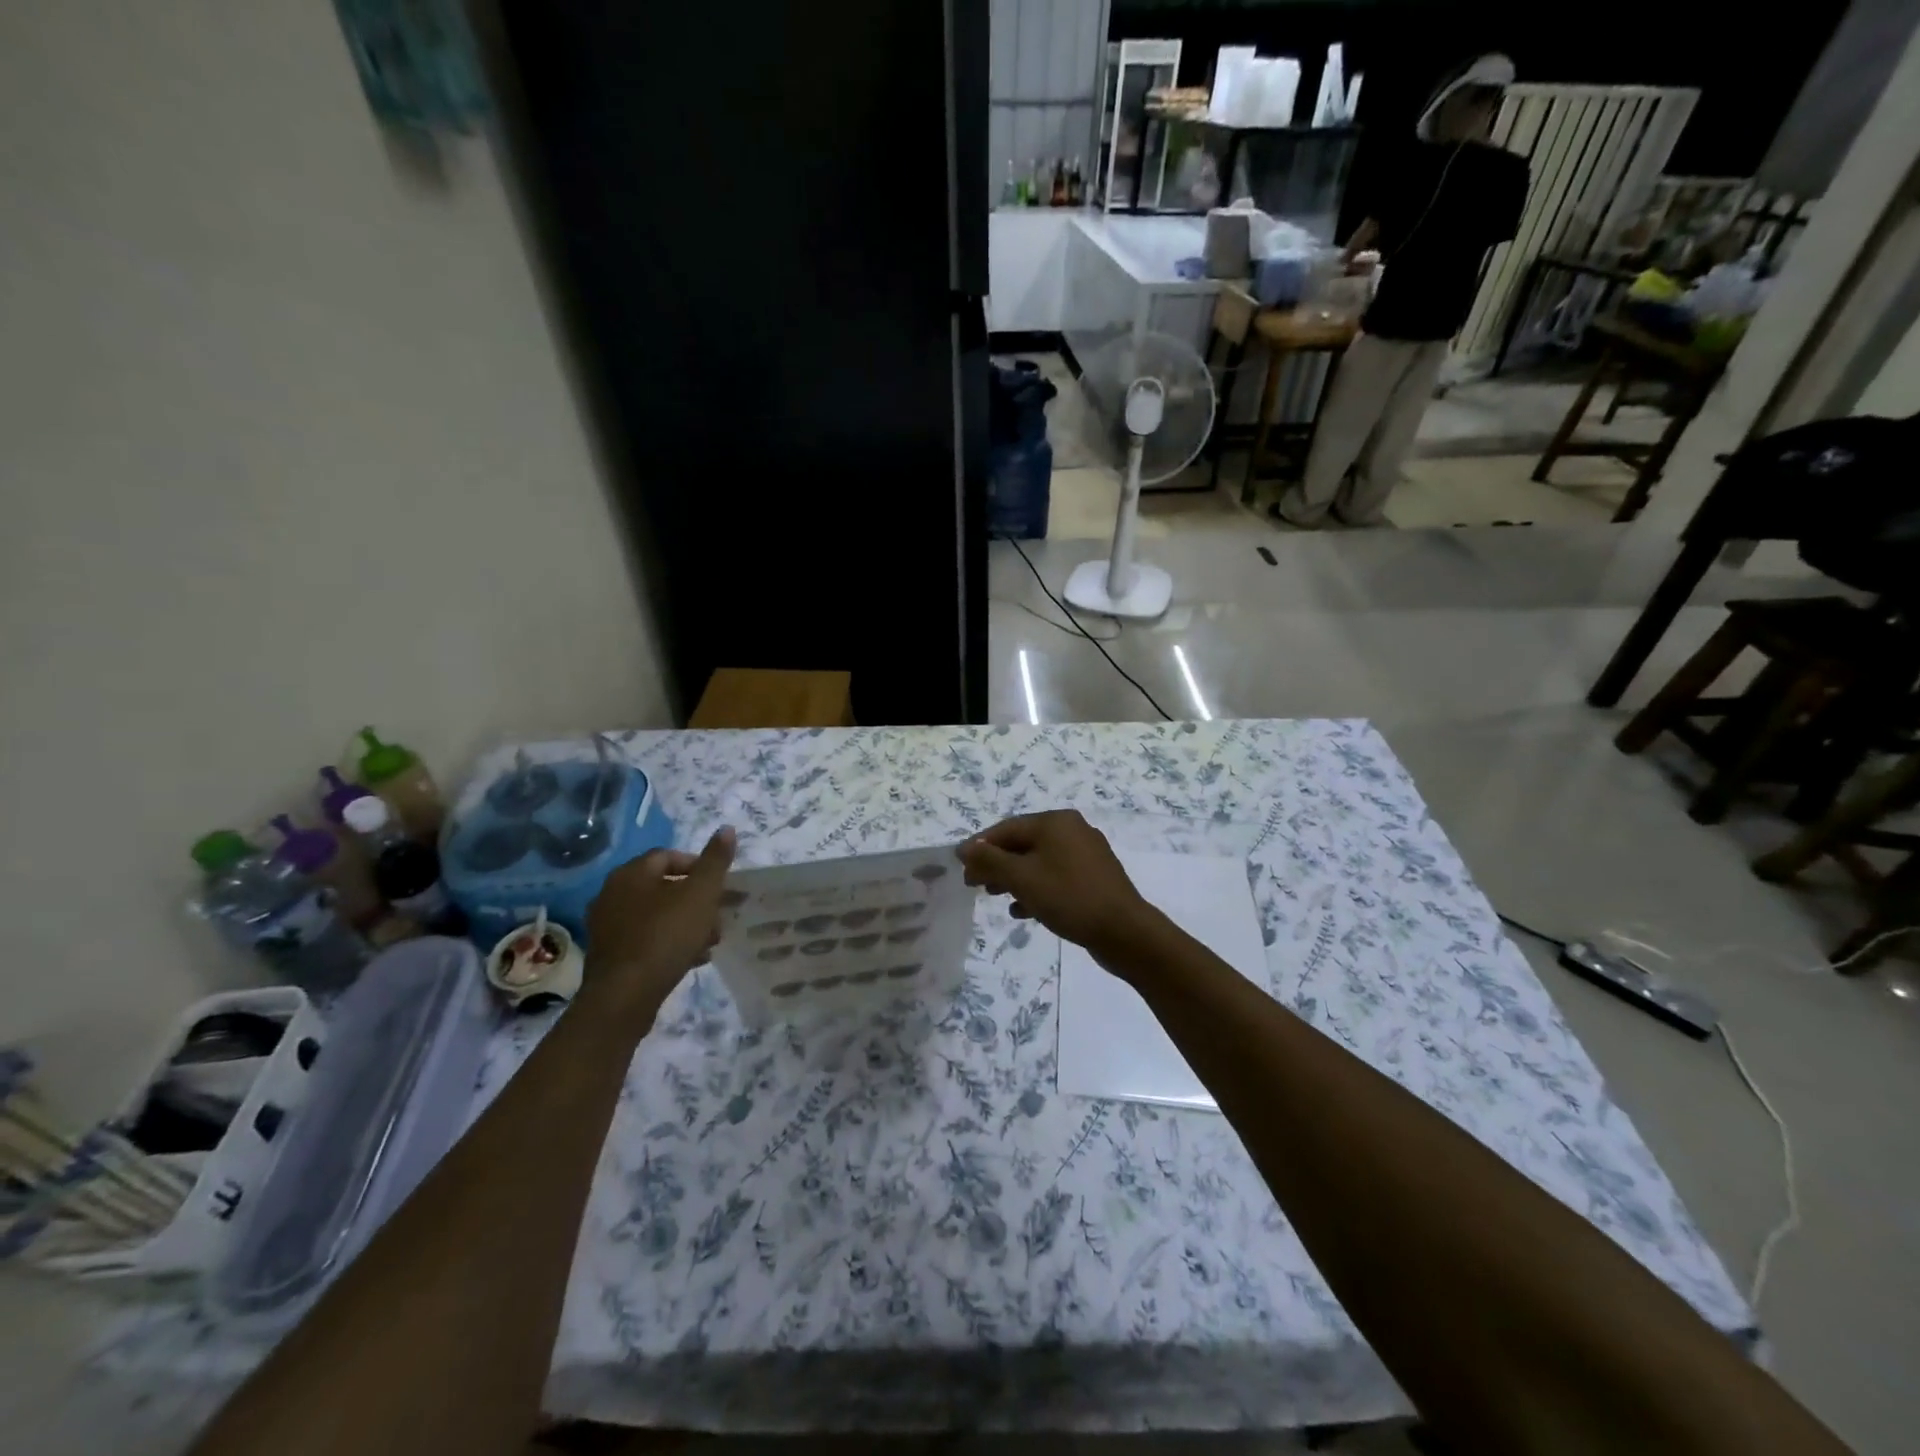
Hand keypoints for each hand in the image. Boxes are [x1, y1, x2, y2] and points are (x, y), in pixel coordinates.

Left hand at [584, 826, 735, 1025]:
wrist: (624, 997)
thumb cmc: (665, 936)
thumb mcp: (701, 895)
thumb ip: (715, 861)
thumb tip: (726, 829)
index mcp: (631, 873)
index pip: (669, 856)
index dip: (699, 866)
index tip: (721, 886)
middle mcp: (612, 894)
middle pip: (664, 887)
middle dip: (696, 900)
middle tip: (719, 916)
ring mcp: (607, 926)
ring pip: (657, 915)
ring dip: (686, 923)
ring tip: (710, 941)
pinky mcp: (610, 955)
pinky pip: (646, 939)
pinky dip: (670, 943)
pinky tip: (691, 958)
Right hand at [956, 812, 1160, 965]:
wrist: (1125, 932)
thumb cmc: (1069, 898)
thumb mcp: (1022, 878)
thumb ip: (990, 861)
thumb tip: (965, 847)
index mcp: (1055, 822)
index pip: (1006, 829)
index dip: (980, 847)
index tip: (961, 869)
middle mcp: (1072, 830)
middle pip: (1023, 843)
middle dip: (996, 864)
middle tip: (975, 886)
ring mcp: (1086, 854)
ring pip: (1038, 861)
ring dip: (1014, 878)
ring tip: (995, 897)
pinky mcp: (1094, 878)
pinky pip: (1055, 877)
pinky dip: (1036, 888)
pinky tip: (1023, 910)